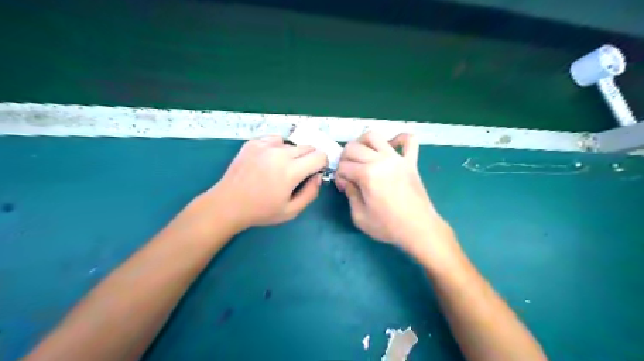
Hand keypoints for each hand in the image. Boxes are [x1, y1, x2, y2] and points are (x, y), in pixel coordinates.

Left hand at [205, 135, 326, 230]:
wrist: (228, 204)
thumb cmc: (261, 211)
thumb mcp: (291, 211)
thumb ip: (311, 193)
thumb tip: (317, 176)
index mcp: (291, 171)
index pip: (320, 156)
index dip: (321, 165)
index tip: (313, 174)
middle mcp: (280, 153)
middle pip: (308, 147)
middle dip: (309, 160)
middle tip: (297, 175)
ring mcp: (265, 145)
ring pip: (292, 144)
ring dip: (293, 154)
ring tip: (280, 168)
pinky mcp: (253, 143)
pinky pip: (275, 140)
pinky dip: (278, 148)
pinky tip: (269, 160)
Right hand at [335, 131, 448, 253]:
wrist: (418, 229)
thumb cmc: (388, 226)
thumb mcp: (359, 217)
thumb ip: (350, 194)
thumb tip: (347, 181)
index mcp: (367, 174)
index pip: (343, 166)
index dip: (338, 177)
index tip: (344, 188)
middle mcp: (381, 160)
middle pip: (354, 147)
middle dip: (344, 158)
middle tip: (348, 172)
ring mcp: (397, 158)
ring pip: (375, 136)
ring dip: (362, 142)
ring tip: (362, 155)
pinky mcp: (411, 162)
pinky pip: (409, 141)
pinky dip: (399, 138)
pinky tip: (391, 146)